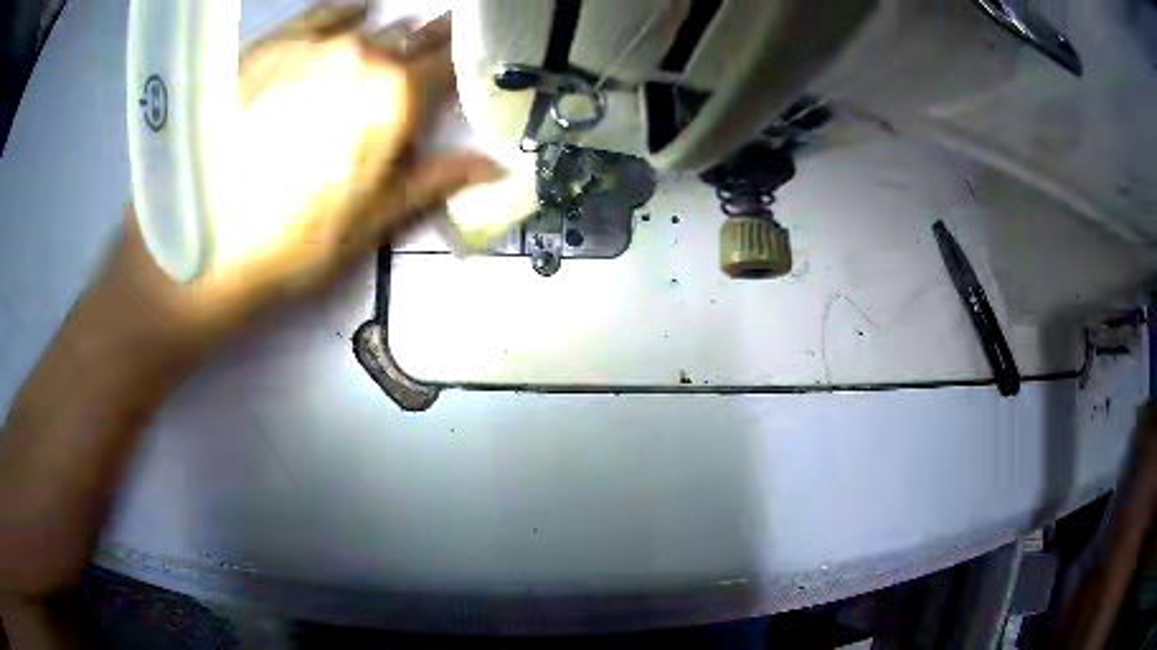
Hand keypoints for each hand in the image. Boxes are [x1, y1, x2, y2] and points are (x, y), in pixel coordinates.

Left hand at [114, 6, 496, 346]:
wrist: (193, 253)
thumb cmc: (283, 251)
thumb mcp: (364, 228)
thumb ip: (429, 183)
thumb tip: (494, 165)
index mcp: (389, 100)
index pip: (448, 66)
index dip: (467, 65)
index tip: (476, 65)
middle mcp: (357, 56)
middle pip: (412, 38)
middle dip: (430, 46)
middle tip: (436, 55)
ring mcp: (310, 44)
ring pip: (370, 23)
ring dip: (388, 35)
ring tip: (392, 48)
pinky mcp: (269, 45)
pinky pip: (322, 12)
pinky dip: (345, 14)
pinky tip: (353, 17)